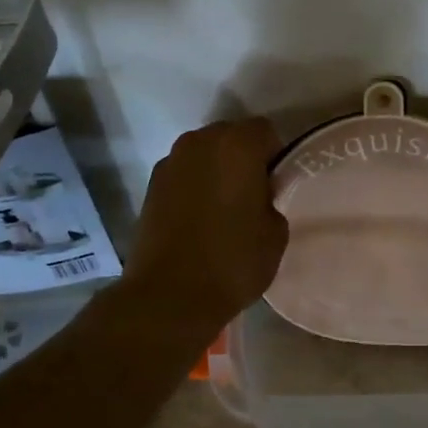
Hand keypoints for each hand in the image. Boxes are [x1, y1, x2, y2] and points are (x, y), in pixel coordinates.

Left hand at [123, 117, 287, 328]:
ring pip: (204, 154)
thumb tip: (259, 196)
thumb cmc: (232, 261)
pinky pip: (183, 173)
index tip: (276, 185)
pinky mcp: (151, 183)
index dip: (275, 156)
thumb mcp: (275, 233)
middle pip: (231, 136)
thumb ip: (272, 199)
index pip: (265, 131)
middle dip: (243, 157)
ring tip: (222, 208)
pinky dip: (193, 185)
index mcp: (237, 144)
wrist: (168, 295)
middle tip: (252, 194)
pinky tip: (198, 218)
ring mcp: (171, 160)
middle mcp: (201, 141)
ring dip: (216, 169)